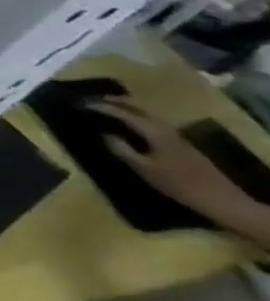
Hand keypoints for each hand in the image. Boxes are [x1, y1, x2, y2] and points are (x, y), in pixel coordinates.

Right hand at [87, 98, 249, 225]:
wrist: (221, 200)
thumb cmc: (178, 184)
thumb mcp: (144, 168)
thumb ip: (121, 149)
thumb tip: (104, 133)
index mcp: (154, 131)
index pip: (122, 112)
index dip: (100, 106)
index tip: (79, 103)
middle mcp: (165, 127)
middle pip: (137, 107)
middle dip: (114, 101)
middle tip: (92, 100)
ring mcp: (175, 135)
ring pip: (146, 113)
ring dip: (126, 108)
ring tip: (107, 109)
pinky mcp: (179, 143)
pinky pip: (152, 122)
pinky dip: (136, 117)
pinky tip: (130, 124)